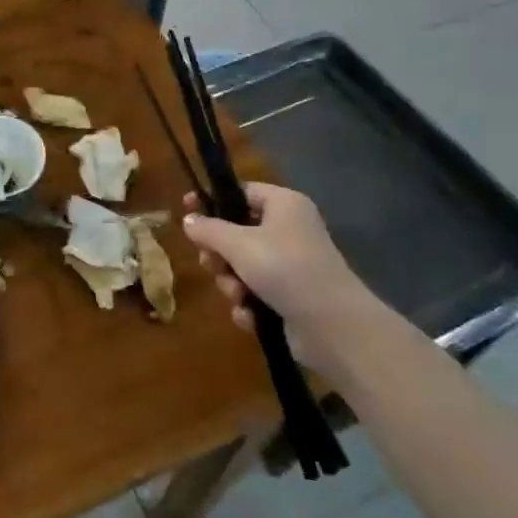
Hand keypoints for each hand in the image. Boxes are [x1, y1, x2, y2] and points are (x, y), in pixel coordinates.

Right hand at [182, 183, 378, 373]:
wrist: (332, 325)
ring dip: (231, 283)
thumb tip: (188, 220)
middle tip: (212, 265)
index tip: (185, 211)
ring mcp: (290, 265)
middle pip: (236, 233)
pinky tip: (250, 315)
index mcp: (284, 205)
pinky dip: (248, 304)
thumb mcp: (238, 244)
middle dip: (219, 255)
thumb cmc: (285, 269)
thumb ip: (208, 229)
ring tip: (238, 295)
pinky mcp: (290, 296)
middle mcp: (288, 230)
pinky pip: (255, 292)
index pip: (241, 192)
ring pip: (241, 267)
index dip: (212, 201)